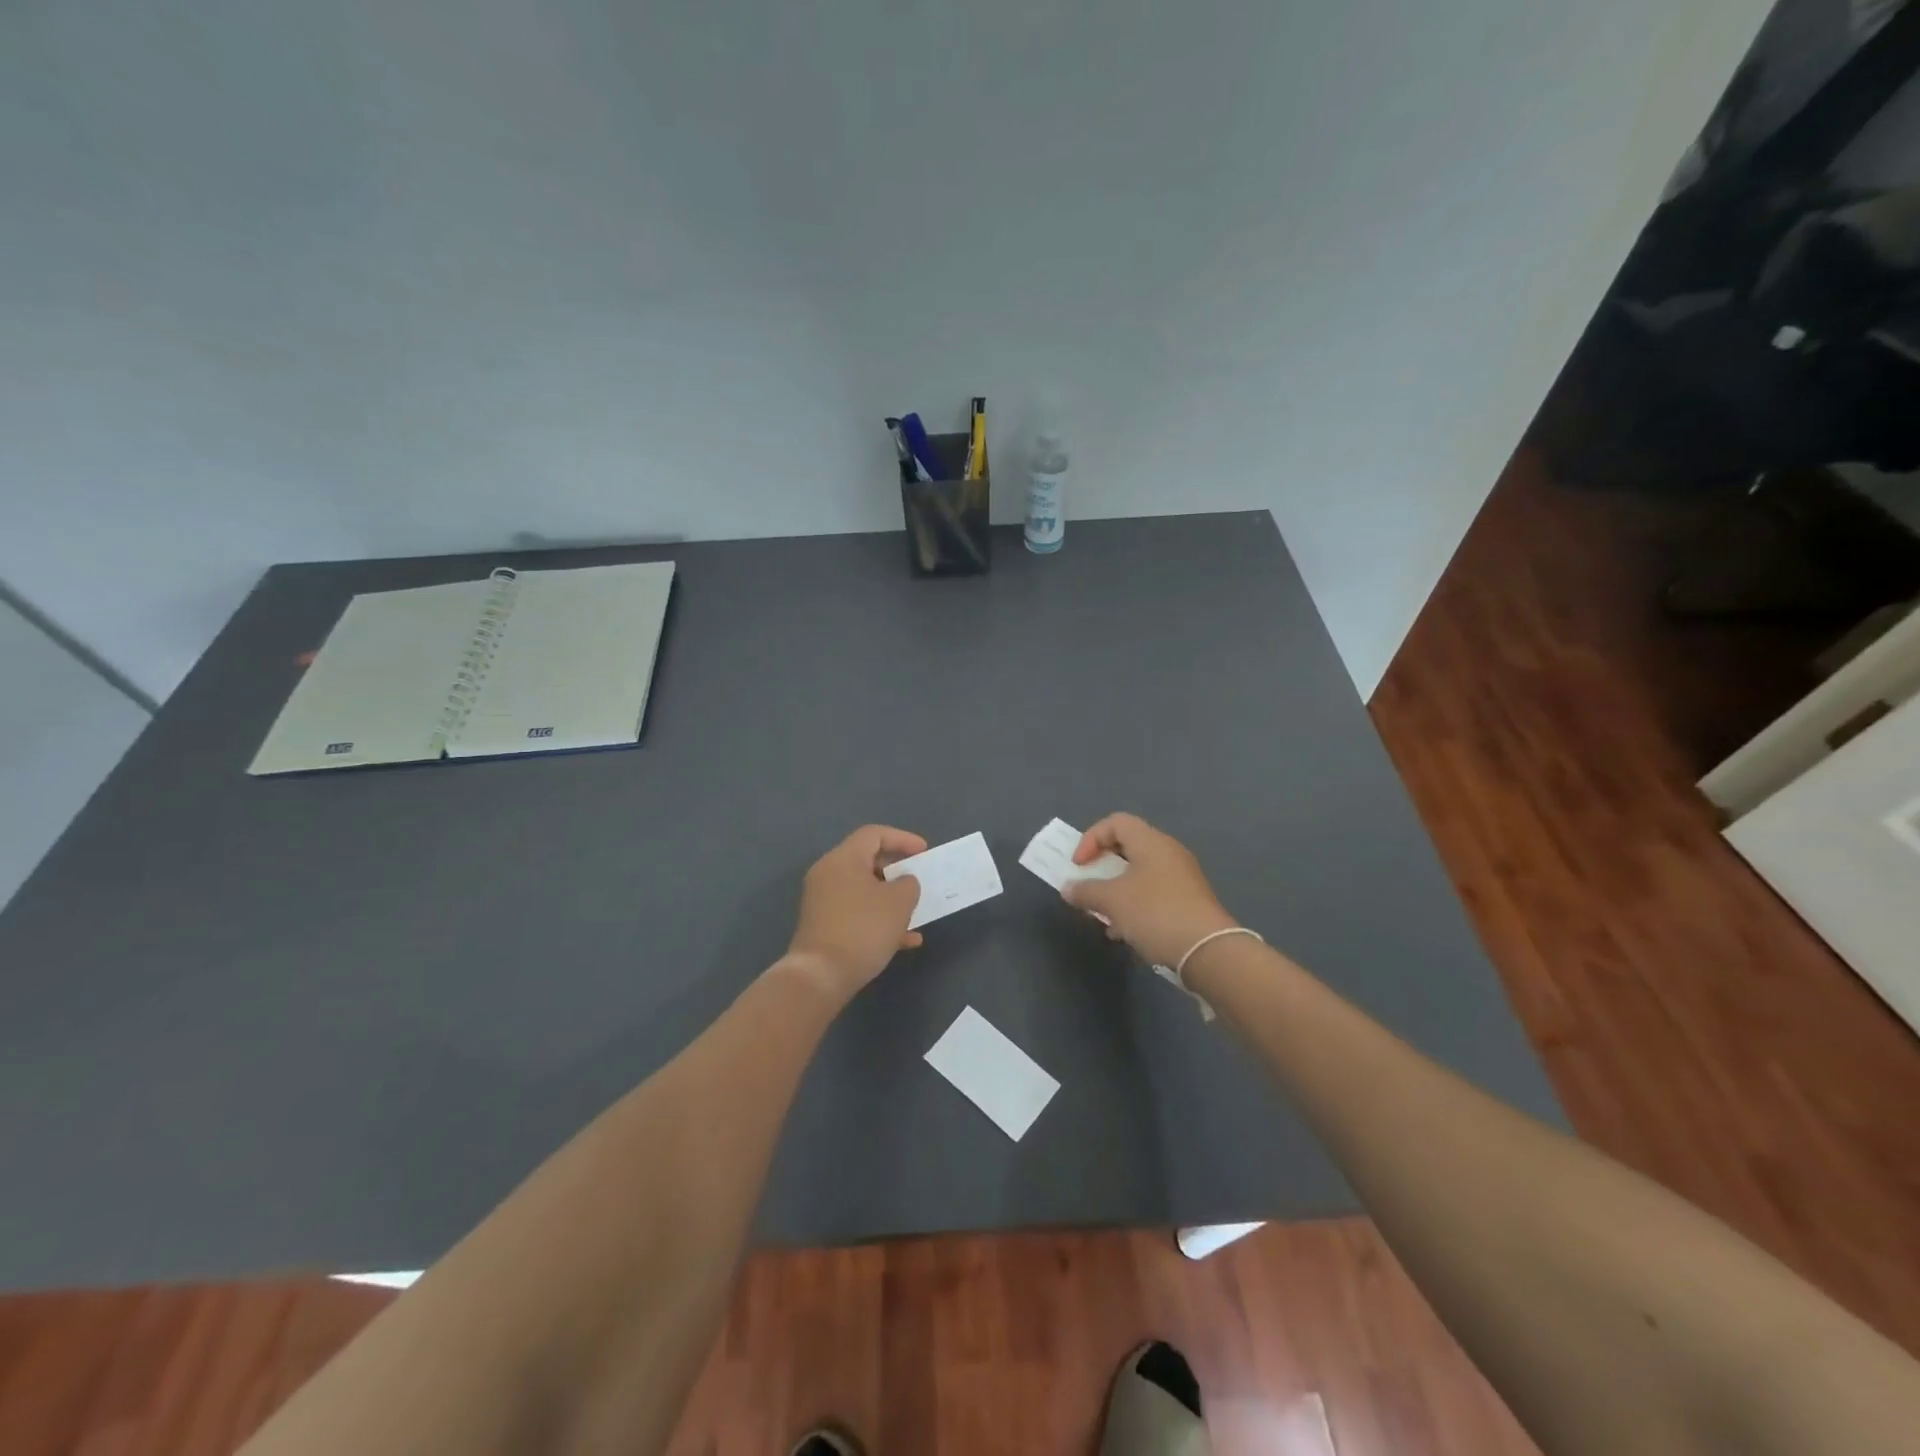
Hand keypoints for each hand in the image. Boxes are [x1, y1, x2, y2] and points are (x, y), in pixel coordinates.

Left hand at [784, 825, 927, 1003]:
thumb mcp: (899, 902)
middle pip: (867, 861)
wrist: (821, 975)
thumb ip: (908, 884)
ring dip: (891, 899)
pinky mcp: (824, 926)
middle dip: (897, 871)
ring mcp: (823, 902)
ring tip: (915, 912)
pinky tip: (905, 941)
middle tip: (918, 880)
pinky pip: (857, 913)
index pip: (874, 834)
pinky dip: (879, 920)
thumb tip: (903, 883)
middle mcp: (828, 874)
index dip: (902, 839)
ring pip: (864, 891)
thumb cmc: (863, 929)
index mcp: (843, 859)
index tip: (924, 853)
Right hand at [1062, 813, 1238, 969]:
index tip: (1079, 866)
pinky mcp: (1188, 902)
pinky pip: (1153, 894)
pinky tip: (1124, 932)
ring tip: (1103, 915)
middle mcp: (1168, 852)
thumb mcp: (1112, 901)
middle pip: (1127, 848)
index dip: (1091, 839)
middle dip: (1102, 867)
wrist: (1208, 951)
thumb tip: (1068, 888)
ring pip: (1139, 874)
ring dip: (1116, 890)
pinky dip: (1133, 906)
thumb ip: (1085, 891)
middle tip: (1088, 886)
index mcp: (1151, 842)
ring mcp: (1181, 878)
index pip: (1115, 823)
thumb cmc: (1155, 913)